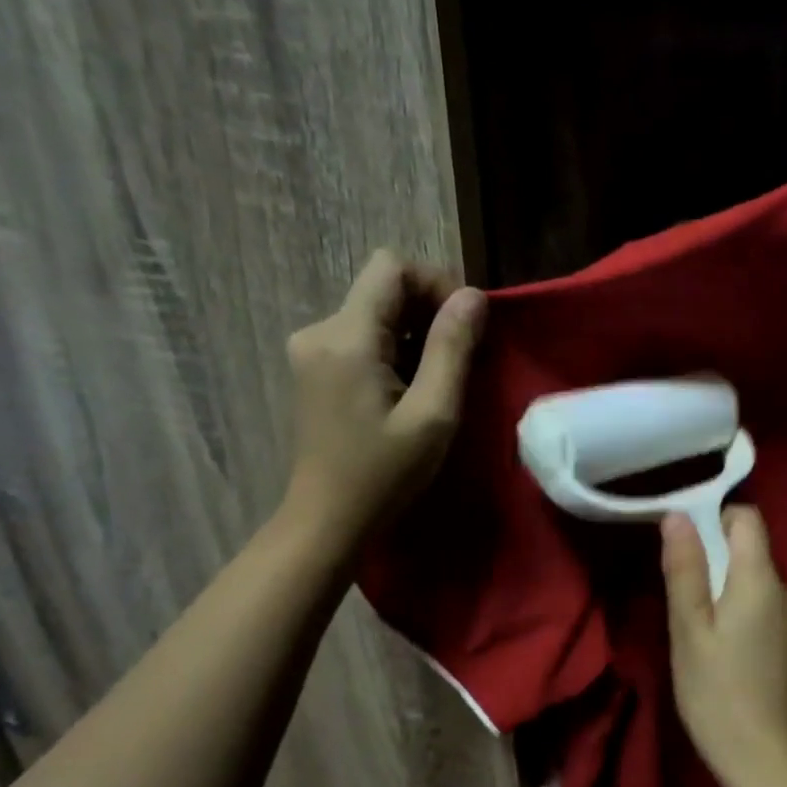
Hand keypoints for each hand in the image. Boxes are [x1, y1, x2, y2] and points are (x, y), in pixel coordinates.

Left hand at [281, 249, 485, 550]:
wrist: (328, 520)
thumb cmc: (384, 473)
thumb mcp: (433, 414)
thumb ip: (452, 348)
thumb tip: (473, 296)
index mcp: (346, 337)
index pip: (391, 267)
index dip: (435, 283)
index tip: (466, 325)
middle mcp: (320, 330)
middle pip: (383, 287)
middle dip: (429, 310)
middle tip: (464, 356)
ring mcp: (312, 349)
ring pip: (375, 312)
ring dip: (415, 332)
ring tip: (441, 377)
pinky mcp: (315, 368)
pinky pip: (363, 336)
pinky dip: (395, 349)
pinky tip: (411, 387)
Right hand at [662, 507, 786, 786]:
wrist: (772, 765)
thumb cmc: (719, 695)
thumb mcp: (689, 630)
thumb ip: (685, 569)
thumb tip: (677, 515)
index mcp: (762, 579)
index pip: (747, 518)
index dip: (714, 519)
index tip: (684, 547)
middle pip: (749, 552)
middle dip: (714, 565)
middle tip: (682, 607)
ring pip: (755, 586)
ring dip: (726, 596)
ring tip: (700, 638)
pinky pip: (765, 612)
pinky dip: (742, 619)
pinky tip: (726, 659)